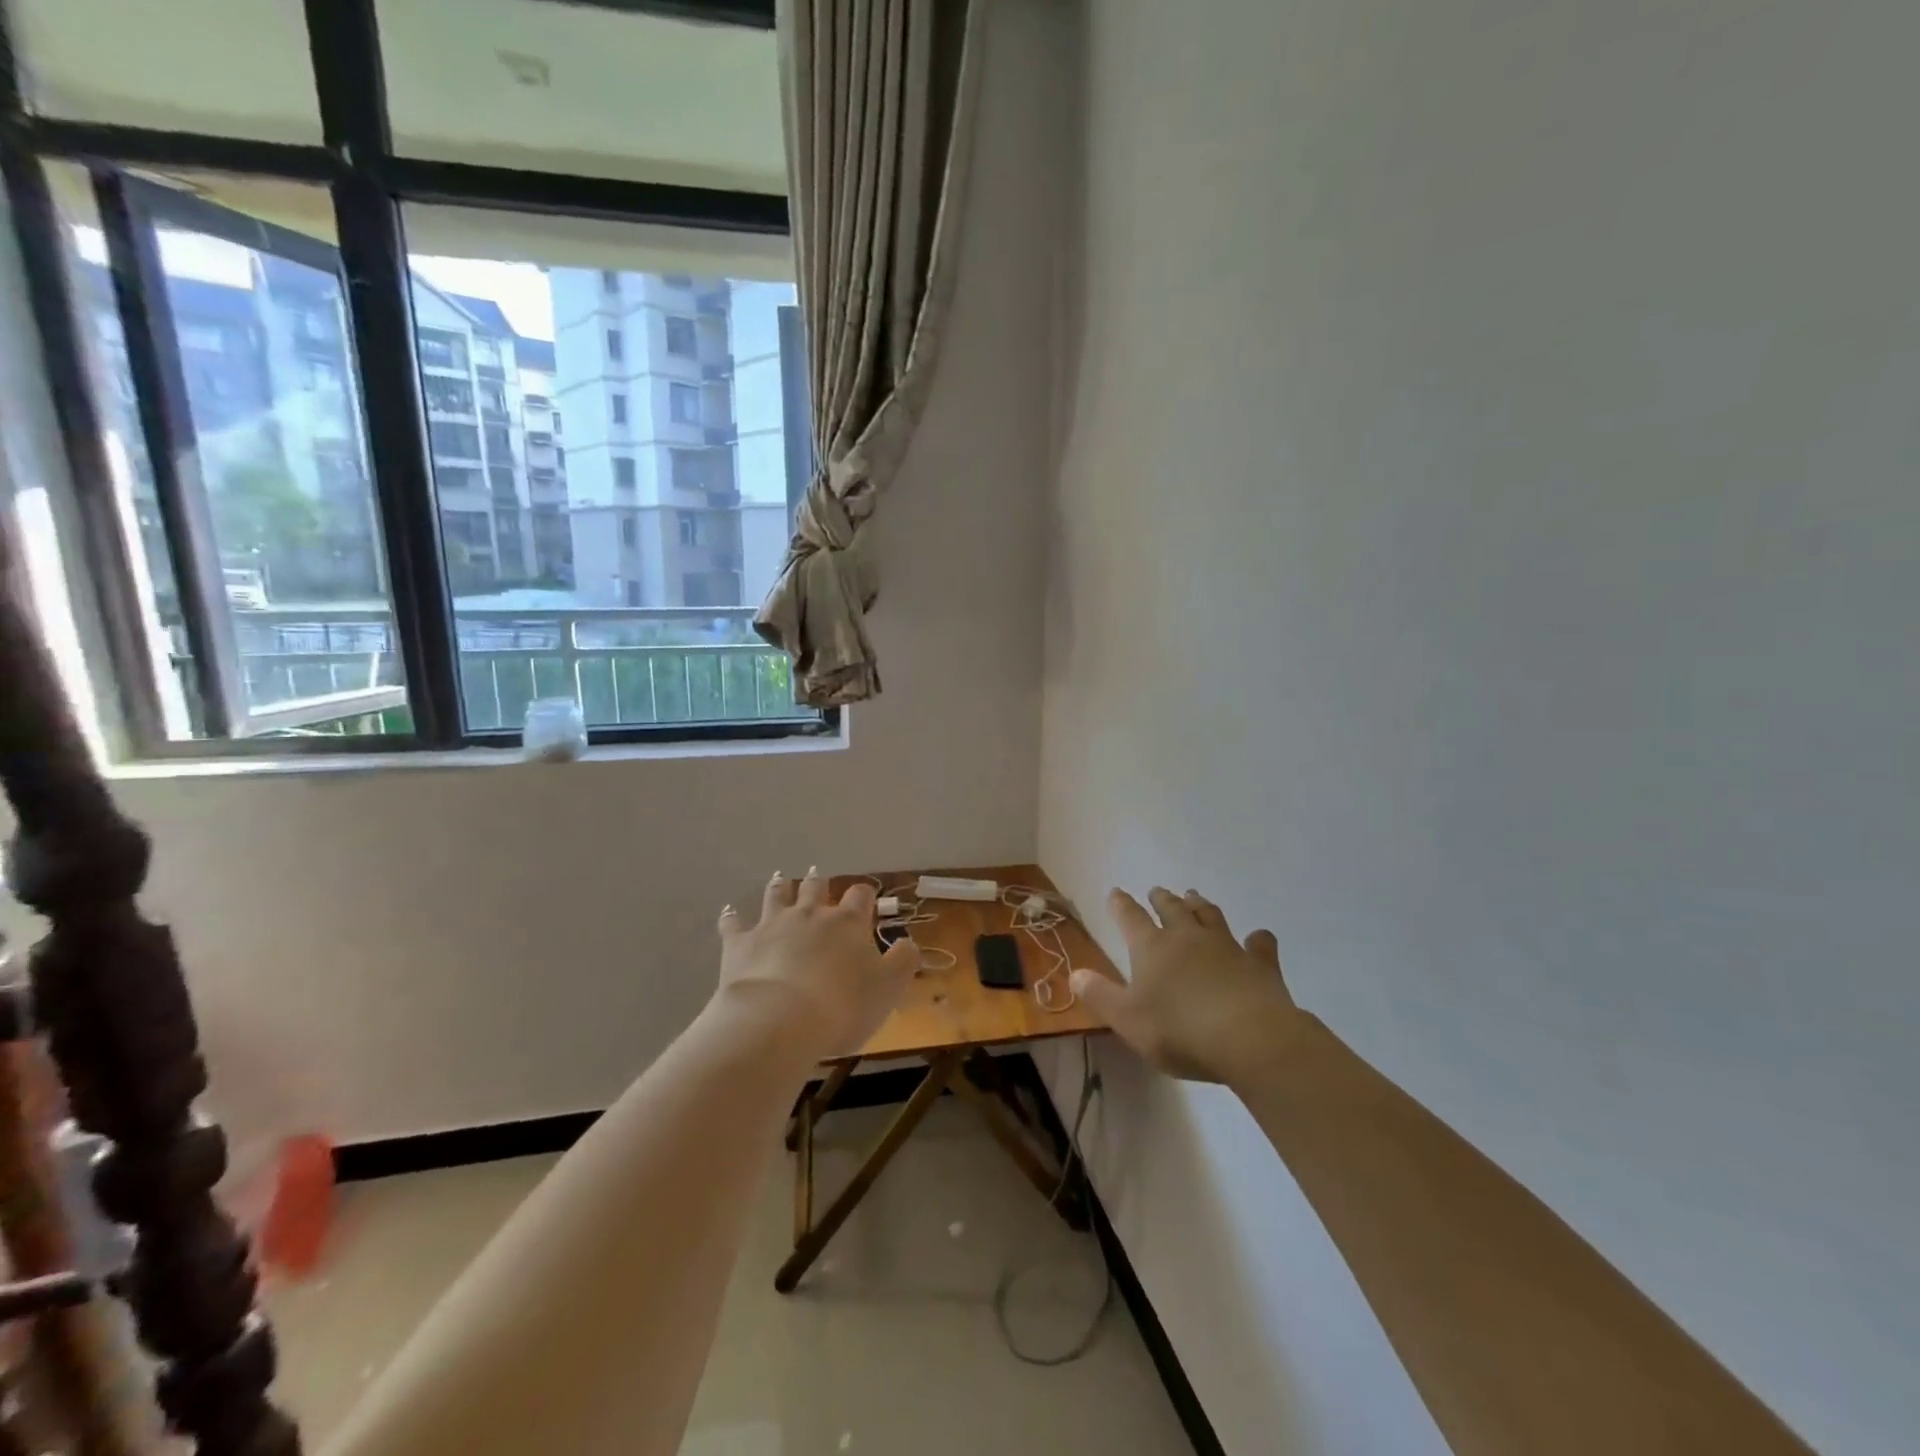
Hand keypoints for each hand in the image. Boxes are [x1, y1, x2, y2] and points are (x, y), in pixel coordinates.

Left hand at [713, 869, 918, 1059]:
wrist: (779, 1021)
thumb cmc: (842, 1006)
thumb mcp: (888, 988)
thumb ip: (903, 961)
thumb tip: (908, 943)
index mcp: (847, 923)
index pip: (860, 897)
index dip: (864, 896)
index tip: (866, 899)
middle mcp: (810, 914)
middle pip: (815, 888)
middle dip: (819, 884)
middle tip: (819, 879)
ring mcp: (772, 925)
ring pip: (777, 896)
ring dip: (780, 888)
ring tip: (781, 880)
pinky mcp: (739, 943)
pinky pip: (733, 924)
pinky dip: (732, 918)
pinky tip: (729, 913)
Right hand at [1070, 887, 1305, 1084]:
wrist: (1250, 1039)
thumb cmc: (1180, 1031)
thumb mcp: (1128, 1020)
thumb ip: (1101, 996)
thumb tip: (1075, 973)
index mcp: (1152, 948)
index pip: (1131, 917)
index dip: (1121, 905)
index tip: (1115, 893)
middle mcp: (1188, 937)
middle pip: (1172, 909)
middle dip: (1162, 899)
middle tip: (1157, 891)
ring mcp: (1227, 946)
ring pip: (1210, 915)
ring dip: (1200, 905)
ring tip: (1194, 897)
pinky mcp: (1261, 963)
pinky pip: (1259, 944)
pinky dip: (1257, 939)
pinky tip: (1258, 938)